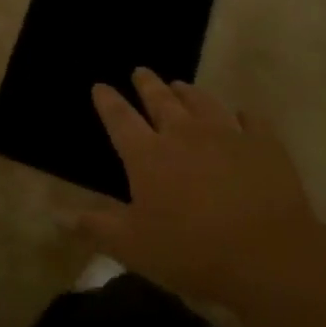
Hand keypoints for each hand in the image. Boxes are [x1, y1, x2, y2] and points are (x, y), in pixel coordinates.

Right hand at [73, 68, 325, 306]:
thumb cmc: (191, 252)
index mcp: (148, 155)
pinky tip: (242, 114)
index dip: (108, 101)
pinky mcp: (264, 145)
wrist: (267, 256)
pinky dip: (243, 115)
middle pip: (161, 100)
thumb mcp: (133, 247)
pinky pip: (251, 121)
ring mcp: (227, 134)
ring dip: (188, 92)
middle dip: (147, 84)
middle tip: (141, 71)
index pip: (120, 119)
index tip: (100, 86)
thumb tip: (57, 215)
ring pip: (202, 102)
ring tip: (180, 85)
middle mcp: (184, 133)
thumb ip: (96, 227)